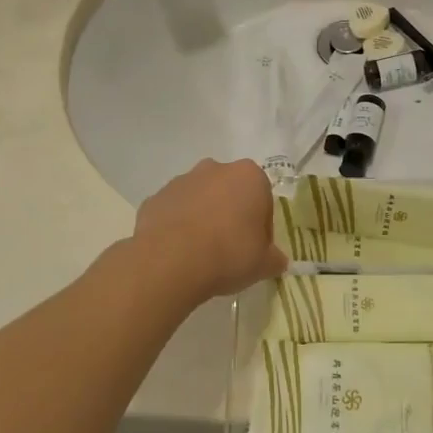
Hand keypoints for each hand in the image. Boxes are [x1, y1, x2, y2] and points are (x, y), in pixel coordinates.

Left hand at [133, 159, 287, 304]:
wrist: (169, 261)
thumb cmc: (228, 254)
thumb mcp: (263, 264)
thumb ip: (274, 259)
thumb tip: (277, 260)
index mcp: (249, 176)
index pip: (263, 198)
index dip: (261, 226)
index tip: (255, 248)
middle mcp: (216, 169)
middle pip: (230, 192)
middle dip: (231, 214)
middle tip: (230, 249)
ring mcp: (182, 181)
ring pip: (200, 198)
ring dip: (203, 218)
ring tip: (201, 253)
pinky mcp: (155, 197)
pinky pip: (174, 211)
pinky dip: (177, 226)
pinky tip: (178, 253)